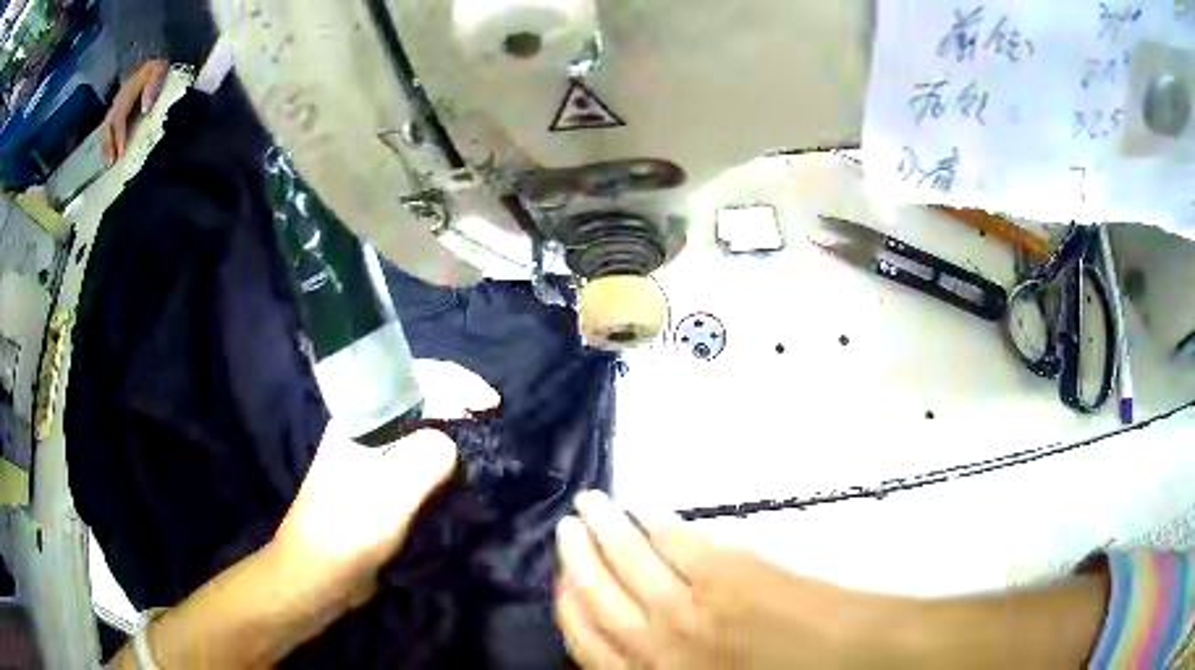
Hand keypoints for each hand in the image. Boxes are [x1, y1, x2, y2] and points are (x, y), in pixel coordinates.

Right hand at [101, 58, 168, 161]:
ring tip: (109, 163)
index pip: (119, 117)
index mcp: (127, 91)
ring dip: (106, 146)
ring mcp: (116, 105)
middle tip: (111, 163)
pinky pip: (109, 129)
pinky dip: (108, 142)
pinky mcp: (116, 110)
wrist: (154, 58)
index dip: (119, 135)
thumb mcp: (160, 69)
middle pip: (108, 126)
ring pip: (106, 129)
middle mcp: (118, 100)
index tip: (120, 152)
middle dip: (108, 145)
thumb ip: (153, 84)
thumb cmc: (159, 66)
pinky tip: (110, 155)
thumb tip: (146, 107)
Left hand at [271, 360, 499, 606]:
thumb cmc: (346, 534)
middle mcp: (365, 429)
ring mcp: (371, 457)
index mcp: (359, 419)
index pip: (411, 377)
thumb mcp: (387, 498)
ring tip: (485, 445)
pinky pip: (418, 459)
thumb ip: (422, 462)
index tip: (490, 404)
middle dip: (458, 403)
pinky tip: (462, 475)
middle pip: (418, 399)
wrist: (317, 576)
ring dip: (453, 432)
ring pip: (419, 430)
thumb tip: (453, 443)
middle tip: (493, 423)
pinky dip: (444, 460)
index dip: (455, 382)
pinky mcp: (379, 484)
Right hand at [555, 492, 907, 667]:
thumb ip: (672, 663)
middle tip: (565, 526)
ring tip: (589, 503)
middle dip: (576, 559)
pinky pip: (676, 544)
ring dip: (605, 531)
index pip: (590, 644)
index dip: (569, 610)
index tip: (559, 582)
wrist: (851, 655)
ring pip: (630, 564)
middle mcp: (662, 643)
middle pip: (600, 596)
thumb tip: (644, 632)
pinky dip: (655, 526)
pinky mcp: (728, 571)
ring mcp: (694, 605)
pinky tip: (646, 512)